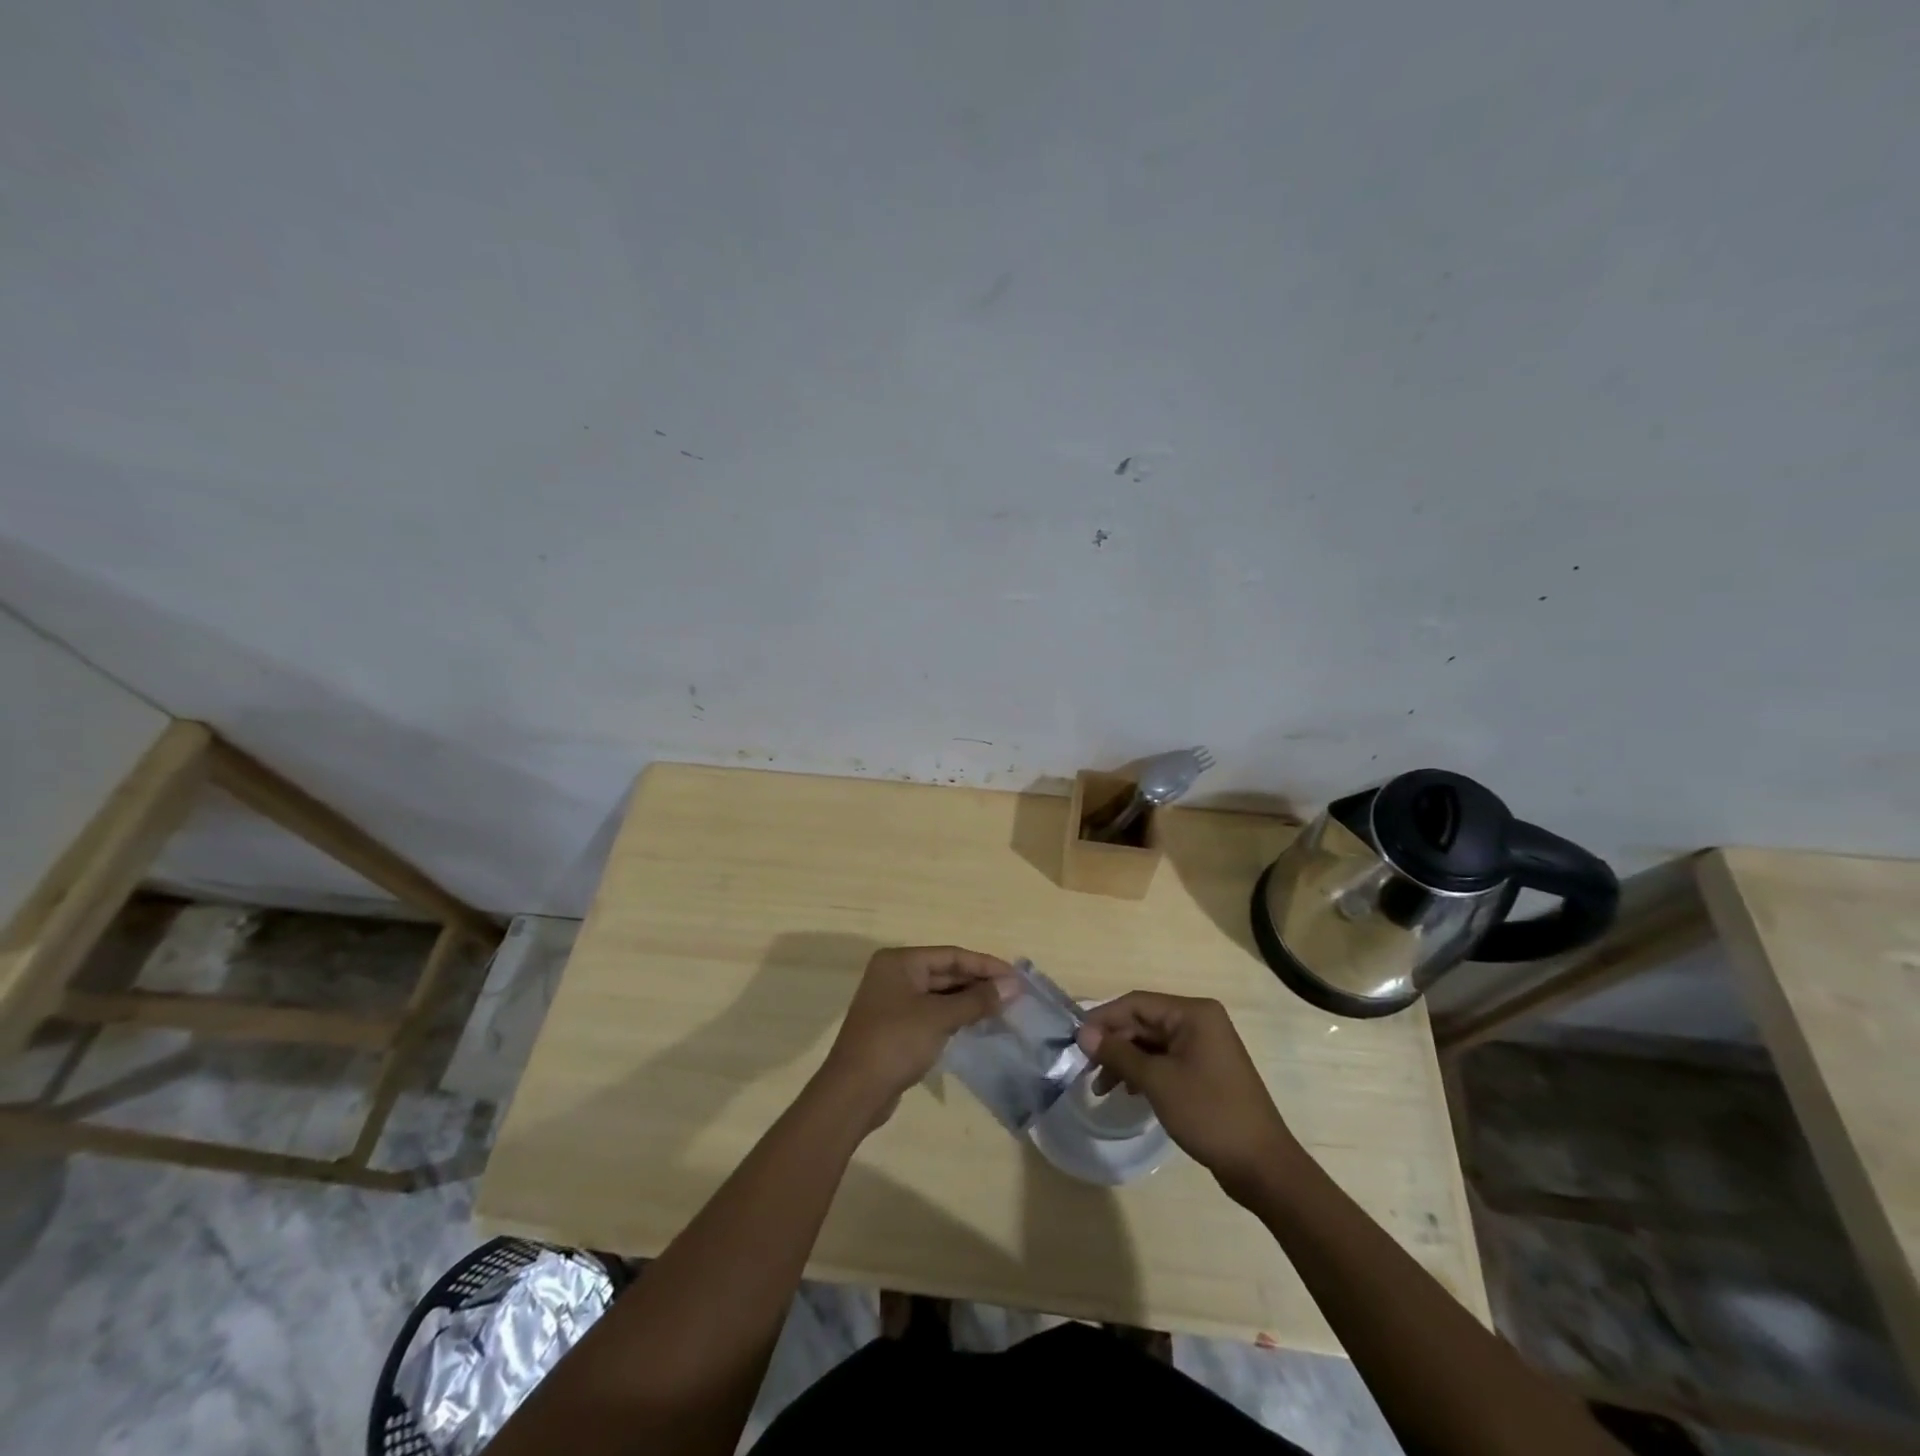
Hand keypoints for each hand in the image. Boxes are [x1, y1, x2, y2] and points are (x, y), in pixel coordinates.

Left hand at [819, 946, 1016, 1124]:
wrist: (854, 1092)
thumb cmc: (896, 1042)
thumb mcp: (940, 1017)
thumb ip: (977, 1000)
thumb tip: (1013, 986)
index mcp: (900, 962)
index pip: (951, 955)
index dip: (985, 965)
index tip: (1016, 977)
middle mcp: (894, 975)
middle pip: (945, 972)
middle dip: (979, 982)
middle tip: (1014, 994)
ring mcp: (893, 1002)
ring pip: (940, 994)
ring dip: (969, 1000)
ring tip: (1003, 1008)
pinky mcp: (896, 1027)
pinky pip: (932, 1012)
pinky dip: (954, 1016)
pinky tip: (978, 1023)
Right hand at [1076, 992, 1298, 1201]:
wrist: (1262, 1166)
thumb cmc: (1209, 1114)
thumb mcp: (1157, 1081)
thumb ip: (1118, 1053)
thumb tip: (1083, 1033)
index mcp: (1193, 1013)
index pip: (1136, 1003)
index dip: (1103, 1019)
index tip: (1076, 1040)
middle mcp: (1199, 1022)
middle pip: (1143, 1022)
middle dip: (1113, 1043)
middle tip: (1086, 1069)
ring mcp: (1204, 1047)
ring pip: (1151, 1043)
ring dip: (1125, 1060)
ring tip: (1102, 1088)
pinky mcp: (1204, 1070)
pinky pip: (1165, 1060)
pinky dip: (1143, 1072)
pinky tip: (1127, 1091)